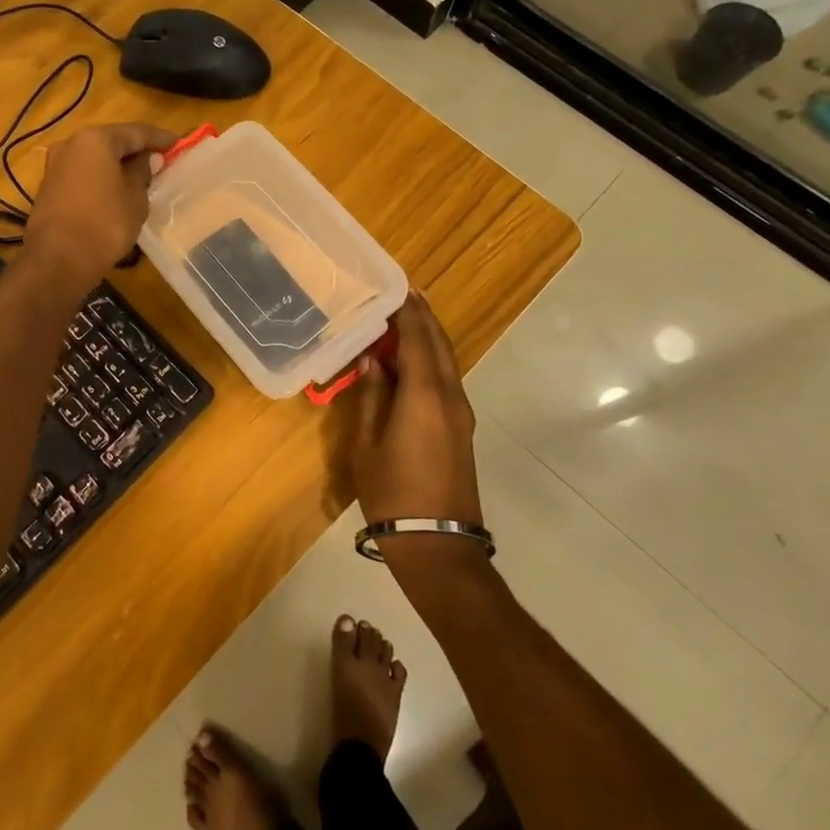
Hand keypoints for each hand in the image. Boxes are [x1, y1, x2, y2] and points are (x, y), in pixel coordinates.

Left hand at [25, 122, 176, 287]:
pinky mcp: (48, 189)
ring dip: (116, 166)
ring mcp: (55, 167)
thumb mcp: (135, 197)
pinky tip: (115, 193)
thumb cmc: (105, 224)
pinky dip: (100, 180)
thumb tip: (147, 159)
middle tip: (161, 161)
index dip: (160, 138)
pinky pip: (82, 176)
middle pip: (111, 142)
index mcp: (95, 139)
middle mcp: (70, 144)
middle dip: (136, 151)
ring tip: (140, 178)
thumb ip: (142, 172)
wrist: (58, 261)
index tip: (179, 144)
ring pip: (94, 159)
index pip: (136, 132)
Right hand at [348, 292, 483, 531]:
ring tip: (404, 318)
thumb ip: (372, 398)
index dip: (408, 309)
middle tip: (402, 291)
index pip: (418, 338)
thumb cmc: (393, 494)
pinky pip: (447, 378)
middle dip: (423, 316)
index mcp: (425, 396)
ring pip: (447, 361)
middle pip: (440, 344)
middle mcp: (450, 396)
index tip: (396, 284)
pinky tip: (412, 359)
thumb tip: (373, 363)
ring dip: (428, 336)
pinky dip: (431, 359)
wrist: (438, 544)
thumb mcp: (368, 445)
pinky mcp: (461, 427)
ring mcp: (461, 413)